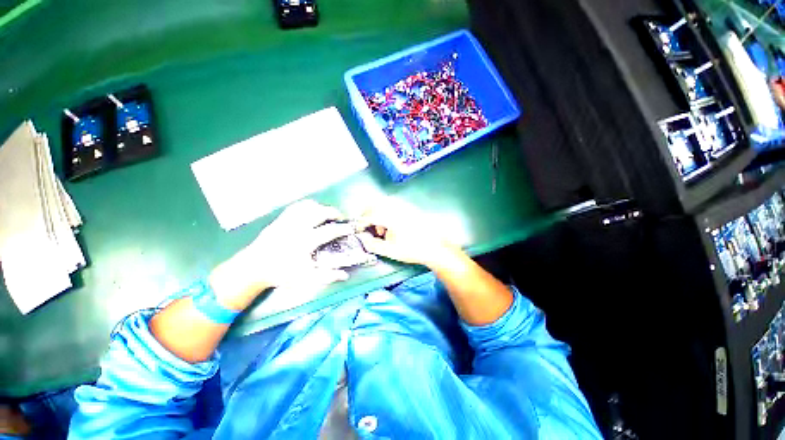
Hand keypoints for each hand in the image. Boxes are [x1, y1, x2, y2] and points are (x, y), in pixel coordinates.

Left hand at [210, 200, 353, 309]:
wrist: (253, 268)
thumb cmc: (281, 273)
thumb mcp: (305, 278)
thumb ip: (326, 276)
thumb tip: (345, 275)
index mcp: (305, 242)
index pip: (330, 231)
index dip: (343, 228)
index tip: (351, 228)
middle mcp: (297, 228)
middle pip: (320, 212)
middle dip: (333, 212)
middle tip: (340, 218)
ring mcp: (287, 221)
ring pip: (308, 206)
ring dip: (321, 207)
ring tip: (327, 214)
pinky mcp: (280, 219)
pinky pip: (296, 207)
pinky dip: (307, 206)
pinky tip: (311, 211)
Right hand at [356, 200, 455, 267]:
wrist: (435, 247)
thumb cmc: (412, 249)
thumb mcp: (389, 250)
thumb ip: (372, 244)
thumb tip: (361, 238)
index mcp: (391, 217)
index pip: (369, 215)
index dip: (361, 222)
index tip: (358, 230)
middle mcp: (396, 207)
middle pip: (375, 204)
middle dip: (367, 215)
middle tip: (366, 227)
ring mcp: (404, 205)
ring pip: (383, 203)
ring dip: (377, 213)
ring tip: (381, 229)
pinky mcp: (409, 207)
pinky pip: (392, 204)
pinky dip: (386, 211)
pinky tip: (391, 224)